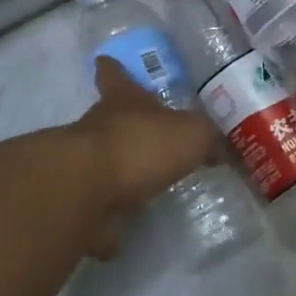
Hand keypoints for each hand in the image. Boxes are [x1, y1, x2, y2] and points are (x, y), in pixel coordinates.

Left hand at [70, 59, 221, 254]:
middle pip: (109, 121)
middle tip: (144, 137)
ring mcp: (82, 167)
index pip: (117, 78)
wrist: (86, 189)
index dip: (114, 70)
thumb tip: (219, 148)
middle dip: (124, 127)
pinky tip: (119, 235)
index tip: (104, 60)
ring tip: (138, 191)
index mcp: (123, 103)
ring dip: (117, 176)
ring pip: (101, 165)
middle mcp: (98, 129)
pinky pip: (95, 212)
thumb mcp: (191, 134)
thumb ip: (207, 138)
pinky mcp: (76, 205)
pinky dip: (106, 223)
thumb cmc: (140, 146)